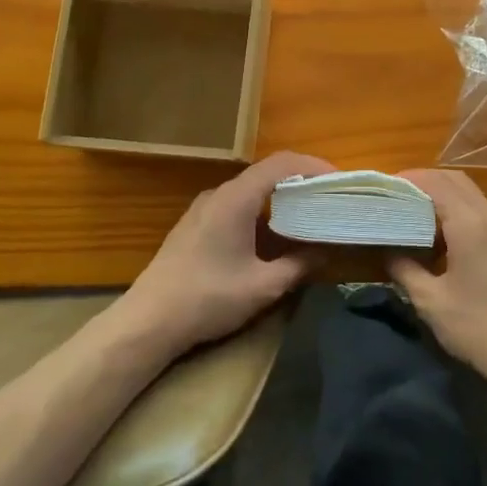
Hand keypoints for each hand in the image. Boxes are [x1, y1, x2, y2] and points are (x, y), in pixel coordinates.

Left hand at [116, 150, 334, 355]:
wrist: (147, 322)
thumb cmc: (208, 299)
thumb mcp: (263, 287)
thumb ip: (299, 265)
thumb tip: (325, 250)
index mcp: (237, 198)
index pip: (282, 163)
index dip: (314, 166)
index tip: (339, 181)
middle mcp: (220, 193)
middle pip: (267, 173)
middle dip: (301, 181)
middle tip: (329, 198)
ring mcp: (204, 208)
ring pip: (251, 190)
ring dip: (280, 198)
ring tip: (307, 216)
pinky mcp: (195, 224)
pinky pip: (236, 205)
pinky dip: (261, 211)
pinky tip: (272, 236)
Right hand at [389, 169, 486, 389]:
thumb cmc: (479, 328)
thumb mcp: (432, 302)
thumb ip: (406, 270)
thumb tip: (390, 251)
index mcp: (471, 226)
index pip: (438, 183)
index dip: (411, 179)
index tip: (386, 185)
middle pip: (457, 181)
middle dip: (426, 181)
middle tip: (398, 194)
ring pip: (472, 196)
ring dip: (444, 195)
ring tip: (415, 212)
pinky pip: (482, 213)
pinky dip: (459, 211)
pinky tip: (442, 235)